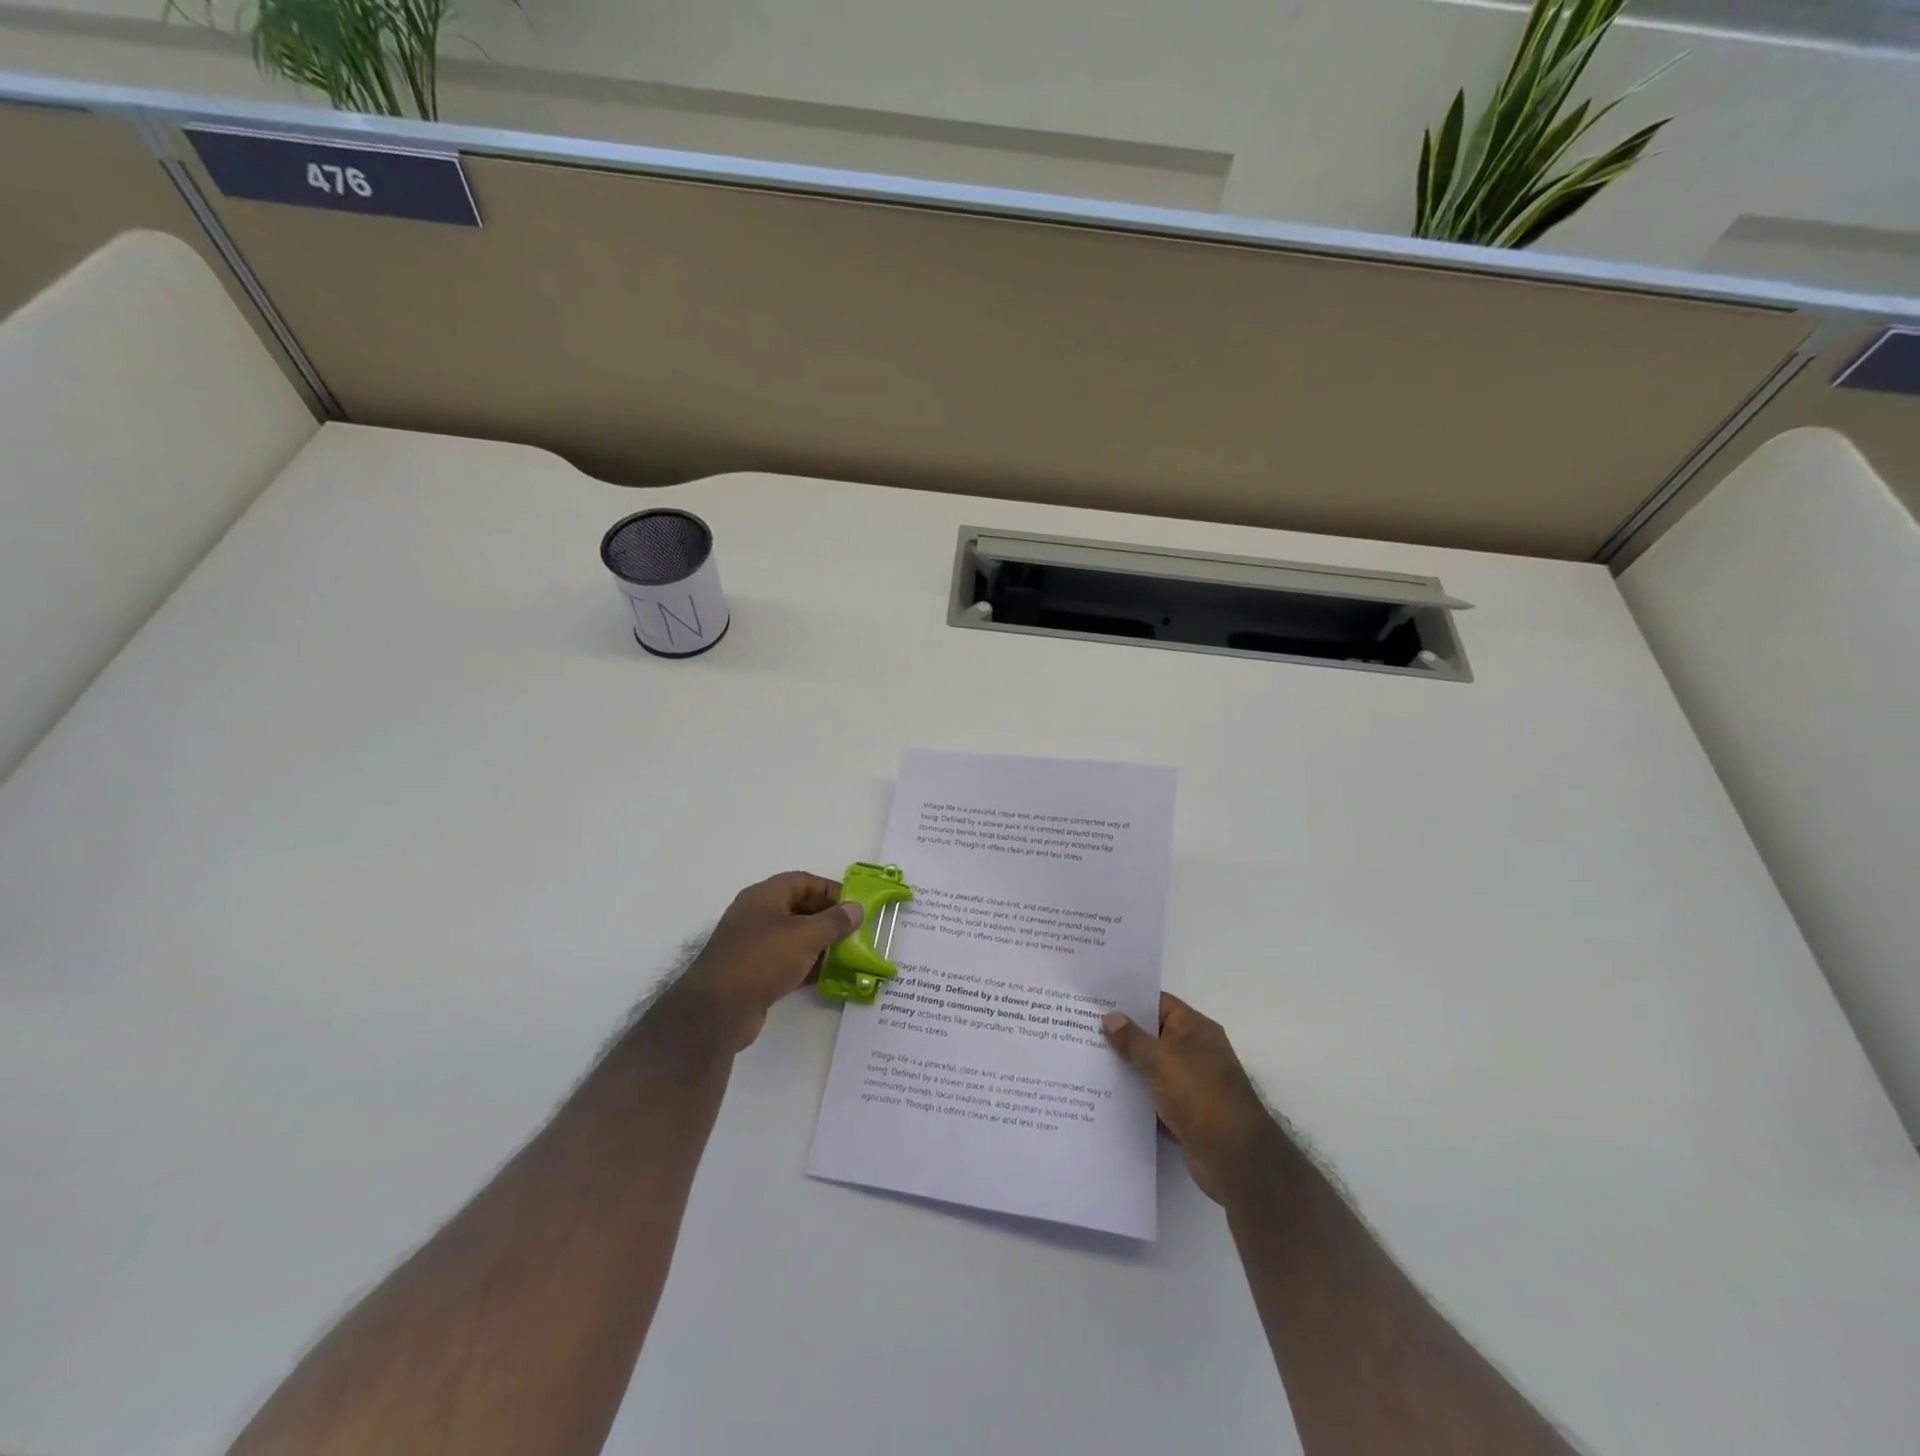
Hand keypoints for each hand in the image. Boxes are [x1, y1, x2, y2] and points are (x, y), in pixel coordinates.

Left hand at [673, 872, 863, 1050]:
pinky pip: (786, 961)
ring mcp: (753, 945)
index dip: (831, 890)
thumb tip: (856, 909)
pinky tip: (829, 976)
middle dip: (828, 918)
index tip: (855, 906)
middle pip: (799, 908)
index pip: (803, 881)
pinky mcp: (753, 972)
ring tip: (849, 954)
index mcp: (765, 896)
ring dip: (820, 944)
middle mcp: (757, 915)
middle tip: (856, 932)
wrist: (718, 1010)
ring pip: (794, 937)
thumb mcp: (805, 936)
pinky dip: (807, 965)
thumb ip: (834, 921)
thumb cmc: (762, 959)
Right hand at [1102, 993, 1288, 1206]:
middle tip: (1081, 1028)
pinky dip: (1132, 1097)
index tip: (1096, 1000)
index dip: (1128, 1000)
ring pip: (1148, 1068)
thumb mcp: (1162, 1060)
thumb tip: (1110, 1017)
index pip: (1158, 1003)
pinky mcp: (1182, 1113)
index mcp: (1195, 1029)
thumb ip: (1133, 1040)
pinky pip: (1151, 1098)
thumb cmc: (1200, 1096)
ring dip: (1124, 1068)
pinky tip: (1101, 1095)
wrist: (1235, 1159)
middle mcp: (1193, 1052)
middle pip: (1151, 1036)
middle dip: (1120, 1035)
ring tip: (1084, 1059)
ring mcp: (1188, 1084)